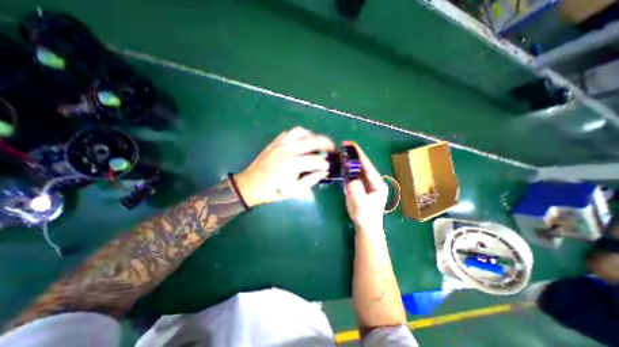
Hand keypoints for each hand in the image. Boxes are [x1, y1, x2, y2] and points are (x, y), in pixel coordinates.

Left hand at [234, 129, 336, 207]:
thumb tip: (324, 171)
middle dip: (326, 143)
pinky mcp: (275, 142)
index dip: (325, 163)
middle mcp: (288, 149)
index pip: (316, 160)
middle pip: (312, 140)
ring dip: (313, 135)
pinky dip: (300, 134)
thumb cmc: (273, 191)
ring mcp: (280, 143)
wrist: (251, 185)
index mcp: (293, 164)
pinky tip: (303, 141)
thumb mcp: (295, 191)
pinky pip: (290, 132)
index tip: (329, 166)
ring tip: (318, 142)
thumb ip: (311, 180)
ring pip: (301, 131)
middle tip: (332, 148)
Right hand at [343, 140, 384, 231]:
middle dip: (355, 154)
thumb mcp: (361, 207)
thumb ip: (357, 194)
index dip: (360, 155)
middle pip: (364, 164)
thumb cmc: (365, 217)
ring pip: (360, 167)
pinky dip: (349, 166)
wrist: (366, 225)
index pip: (368, 167)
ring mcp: (368, 182)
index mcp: (377, 184)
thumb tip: (351, 180)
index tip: (351, 145)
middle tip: (344, 144)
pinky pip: (355, 173)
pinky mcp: (361, 184)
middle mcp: (374, 180)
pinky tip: (343, 162)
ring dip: (352, 158)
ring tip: (342, 150)